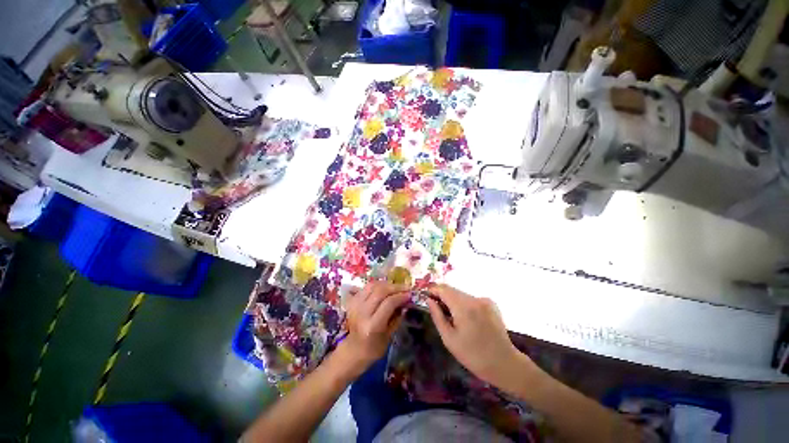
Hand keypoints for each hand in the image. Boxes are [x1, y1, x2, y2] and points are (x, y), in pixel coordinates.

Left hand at [337, 280, 409, 376]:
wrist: (353, 350)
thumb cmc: (374, 347)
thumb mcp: (389, 336)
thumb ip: (397, 317)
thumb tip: (405, 301)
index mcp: (372, 325)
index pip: (388, 303)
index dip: (401, 296)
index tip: (410, 294)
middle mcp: (362, 313)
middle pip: (380, 291)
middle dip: (395, 287)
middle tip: (406, 288)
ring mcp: (355, 305)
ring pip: (373, 285)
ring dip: (387, 284)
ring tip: (396, 287)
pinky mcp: (352, 301)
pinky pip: (367, 287)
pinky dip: (378, 285)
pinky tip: (385, 288)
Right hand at [426, 284, 536, 394]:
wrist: (504, 364)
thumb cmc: (473, 355)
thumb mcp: (449, 338)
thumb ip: (437, 316)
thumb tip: (429, 300)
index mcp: (463, 307)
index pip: (443, 289)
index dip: (433, 290)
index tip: (425, 296)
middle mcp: (474, 298)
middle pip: (452, 290)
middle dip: (442, 296)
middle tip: (437, 309)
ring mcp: (484, 300)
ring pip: (462, 294)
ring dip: (453, 301)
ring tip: (452, 317)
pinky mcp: (491, 304)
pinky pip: (472, 299)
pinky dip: (465, 304)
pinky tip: (467, 319)